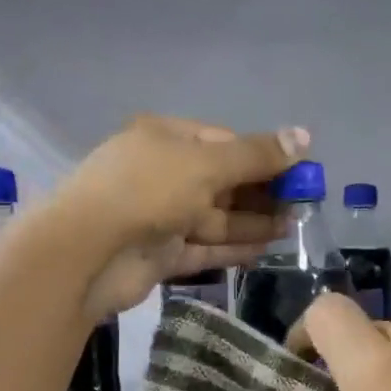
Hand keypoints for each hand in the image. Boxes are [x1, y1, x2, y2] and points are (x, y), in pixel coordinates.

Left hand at [46, 116, 307, 319]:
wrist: (86, 253)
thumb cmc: (146, 191)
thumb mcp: (205, 164)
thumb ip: (255, 155)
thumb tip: (304, 136)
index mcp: (166, 139)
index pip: (224, 142)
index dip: (263, 156)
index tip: (300, 172)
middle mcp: (162, 174)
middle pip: (222, 181)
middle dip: (262, 192)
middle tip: (303, 206)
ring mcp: (160, 216)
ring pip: (216, 217)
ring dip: (253, 222)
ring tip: (294, 228)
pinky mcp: (160, 254)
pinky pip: (204, 248)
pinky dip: (233, 249)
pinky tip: (267, 250)